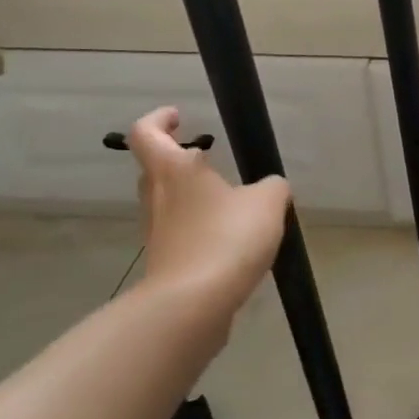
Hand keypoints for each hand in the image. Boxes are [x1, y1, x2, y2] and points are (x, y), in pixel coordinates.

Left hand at [126, 107, 288, 337]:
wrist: (193, 303)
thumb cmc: (226, 238)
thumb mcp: (267, 202)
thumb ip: (272, 187)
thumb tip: (271, 187)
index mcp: (174, 170)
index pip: (147, 133)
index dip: (159, 119)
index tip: (178, 115)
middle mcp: (158, 197)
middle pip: (156, 169)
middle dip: (180, 160)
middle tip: (209, 159)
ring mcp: (158, 232)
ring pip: (169, 203)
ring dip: (193, 197)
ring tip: (231, 202)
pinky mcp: (168, 262)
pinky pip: (183, 234)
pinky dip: (201, 230)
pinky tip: (232, 241)